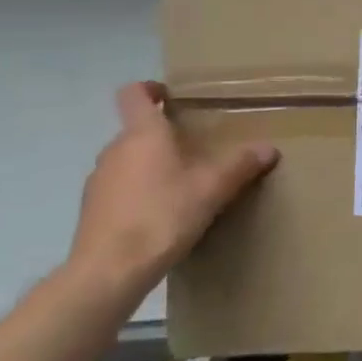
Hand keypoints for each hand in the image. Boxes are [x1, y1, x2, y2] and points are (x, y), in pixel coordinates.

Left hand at [69, 82, 278, 296]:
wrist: (109, 272)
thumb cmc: (162, 216)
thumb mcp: (212, 189)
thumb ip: (240, 165)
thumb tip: (269, 148)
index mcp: (142, 134)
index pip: (134, 94)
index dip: (151, 88)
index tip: (171, 96)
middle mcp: (115, 150)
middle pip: (137, 130)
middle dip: (164, 135)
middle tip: (196, 149)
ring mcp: (98, 180)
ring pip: (129, 160)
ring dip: (151, 165)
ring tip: (182, 186)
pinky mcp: (92, 210)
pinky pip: (120, 188)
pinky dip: (139, 192)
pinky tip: (161, 216)